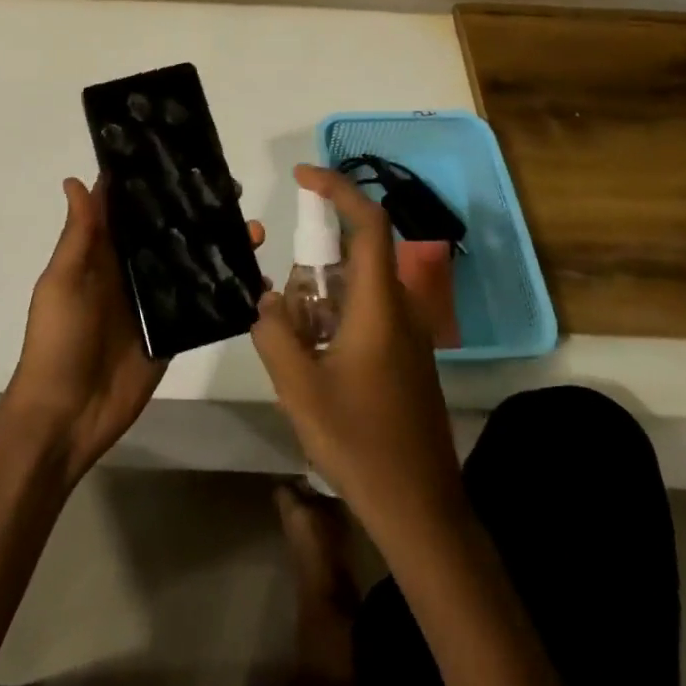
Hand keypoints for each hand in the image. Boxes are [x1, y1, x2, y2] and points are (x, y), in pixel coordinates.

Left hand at [4, 177, 263, 485]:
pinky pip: (203, 305)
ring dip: (219, 245)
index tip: (180, 152)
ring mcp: (154, 301)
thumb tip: (76, 179)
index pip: (127, 208)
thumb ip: (79, 235)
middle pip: (166, 231)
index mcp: (101, 253)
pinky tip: (257, 278)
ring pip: (190, 262)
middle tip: (233, 191)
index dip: (147, 181)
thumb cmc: (58, 341)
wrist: (66, 416)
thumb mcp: (62, 282)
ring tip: (253, 230)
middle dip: (195, 210)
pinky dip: (227, 291)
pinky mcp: (173, 332)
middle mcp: (131, 270)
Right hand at [251, 165, 468, 552]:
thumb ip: (274, 333)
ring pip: (359, 288)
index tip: (302, 176)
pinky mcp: (407, 357)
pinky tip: (316, 363)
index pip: (368, 223)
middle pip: (357, 255)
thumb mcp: (299, 388)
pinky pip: (367, 314)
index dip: (338, 189)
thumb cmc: (360, 443)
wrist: (421, 508)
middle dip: (315, 262)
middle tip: (285, 306)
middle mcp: (401, 309)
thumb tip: (265, 300)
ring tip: (296, 347)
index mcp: (380, 305)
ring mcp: (409, 334)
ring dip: (322, 298)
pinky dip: (335, 319)